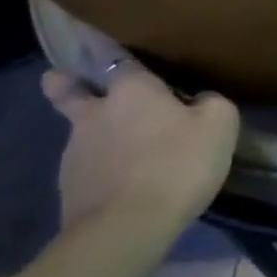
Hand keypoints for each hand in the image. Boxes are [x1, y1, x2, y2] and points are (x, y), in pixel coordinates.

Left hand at [42, 63, 240, 233]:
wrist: (125, 230)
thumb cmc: (176, 163)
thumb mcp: (220, 124)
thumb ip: (212, 102)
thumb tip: (201, 100)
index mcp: (131, 90)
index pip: (120, 60)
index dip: (117, 55)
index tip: (104, 47)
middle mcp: (95, 114)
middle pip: (70, 93)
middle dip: (63, 84)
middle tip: (56, 78)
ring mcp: (74, 153)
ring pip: (81, 133)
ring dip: (93, 134)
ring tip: (114, 146)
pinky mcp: (68, 190)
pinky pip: (86, 169)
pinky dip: (98, 170)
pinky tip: (118, 182)